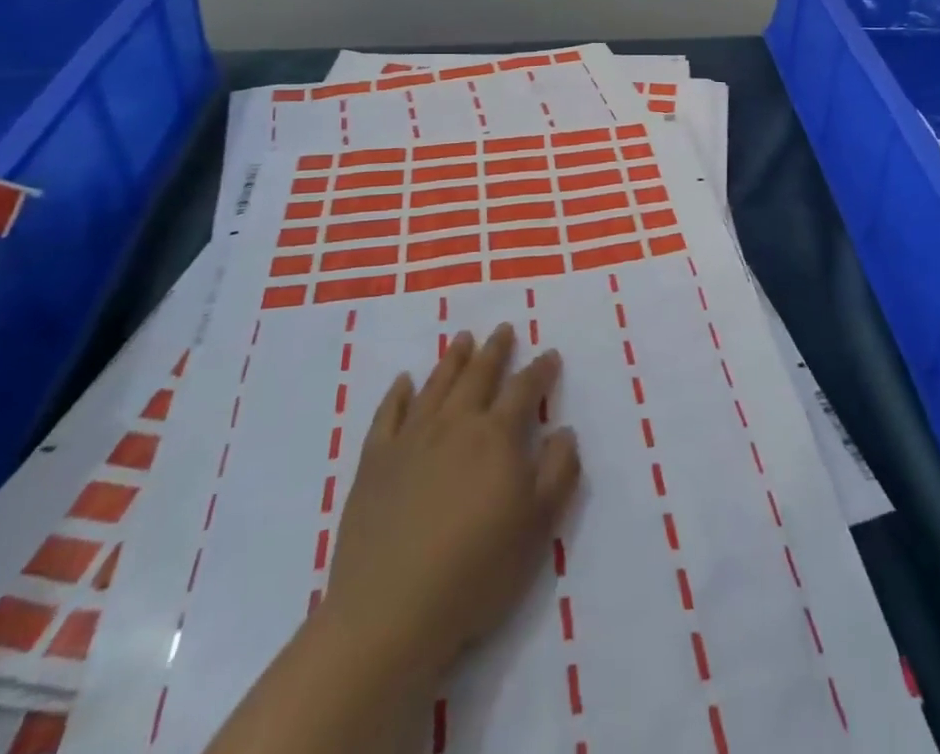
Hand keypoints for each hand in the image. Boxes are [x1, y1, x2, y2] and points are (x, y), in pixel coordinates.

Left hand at [321, 324, 580, 678]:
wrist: (390, 611)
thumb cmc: (475, 571)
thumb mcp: (538, 527)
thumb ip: (558, 472)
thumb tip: (564, 430)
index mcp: (497, 436)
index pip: (524, 389)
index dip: (540, 369)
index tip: (549, 354)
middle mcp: (455, 424)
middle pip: (478, 375)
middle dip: (495, 351)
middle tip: (504, 329)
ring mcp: (411, 439)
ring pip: (436, 385)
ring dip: (453, 359)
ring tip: (463, 338)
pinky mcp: (375, 462)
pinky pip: (388, 414)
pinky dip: (398, 393)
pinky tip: (404, 381)